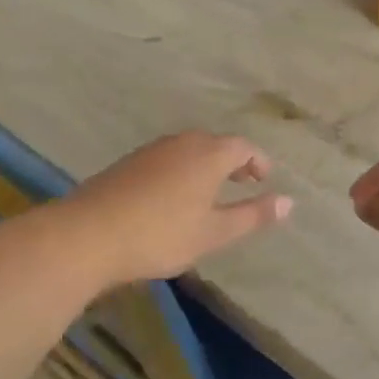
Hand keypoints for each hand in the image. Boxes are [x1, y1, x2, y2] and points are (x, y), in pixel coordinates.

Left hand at [65, 132, 292, 285]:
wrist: (89, 234)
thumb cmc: (160, 235)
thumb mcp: (214, 232)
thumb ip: (252, 216)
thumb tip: (290, 202)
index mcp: (208, 155)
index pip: (243, 147)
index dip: (258, 161)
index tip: (264, 179)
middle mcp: (181, 143)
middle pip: (215, 144)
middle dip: (232, 161)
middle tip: (241, 183)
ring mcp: (151, 150)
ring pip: (188, 150)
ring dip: (205, 165)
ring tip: (209, 193)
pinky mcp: (128, 163)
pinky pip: (166, 159)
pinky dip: (180, 171)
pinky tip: (172, 197)